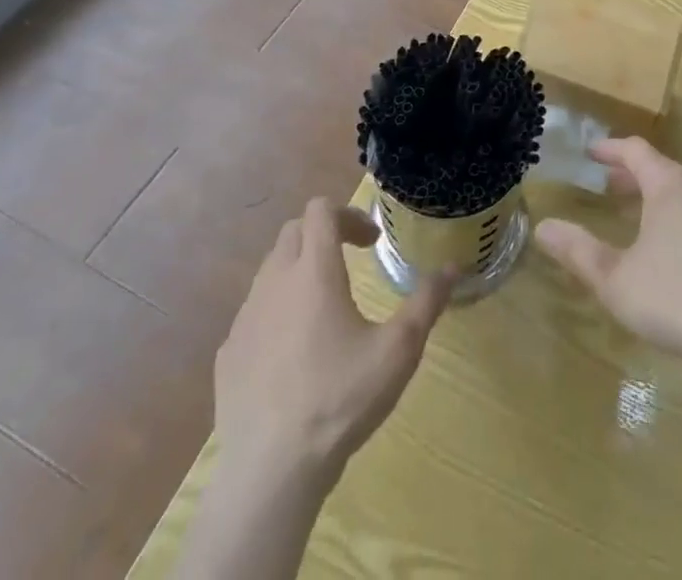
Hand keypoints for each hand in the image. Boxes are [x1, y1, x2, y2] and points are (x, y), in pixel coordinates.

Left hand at [213, 198, 454, 477]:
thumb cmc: (340, 400)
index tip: (371, 243)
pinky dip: (276, 311)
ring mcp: (245, 318)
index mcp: (314, 271)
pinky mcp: (228, 354)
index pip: (320, 210)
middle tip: (351, 261)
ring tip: (325, 306)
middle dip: (323, 234)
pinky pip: (254, 312)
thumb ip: (427, 302)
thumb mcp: (399, 350)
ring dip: (299, 270)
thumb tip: (453, 267)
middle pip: (293, 231)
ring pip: (270, 270)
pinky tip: (294, 352)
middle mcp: (274, 282)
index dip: (349, 214)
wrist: (269, 472)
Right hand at [534, 137, 681, 370]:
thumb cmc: (672, 297)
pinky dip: (673, 210)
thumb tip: (543, 227)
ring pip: (680, 188)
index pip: (636, 150)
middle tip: (604, 182)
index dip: (609, 149)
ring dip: (652, 191)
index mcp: (670, 185)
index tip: (588, 153)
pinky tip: (664, 241)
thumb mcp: (614, 277)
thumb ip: (577, 250)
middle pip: (660, 167)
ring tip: (630, 209)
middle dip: (630, 171)